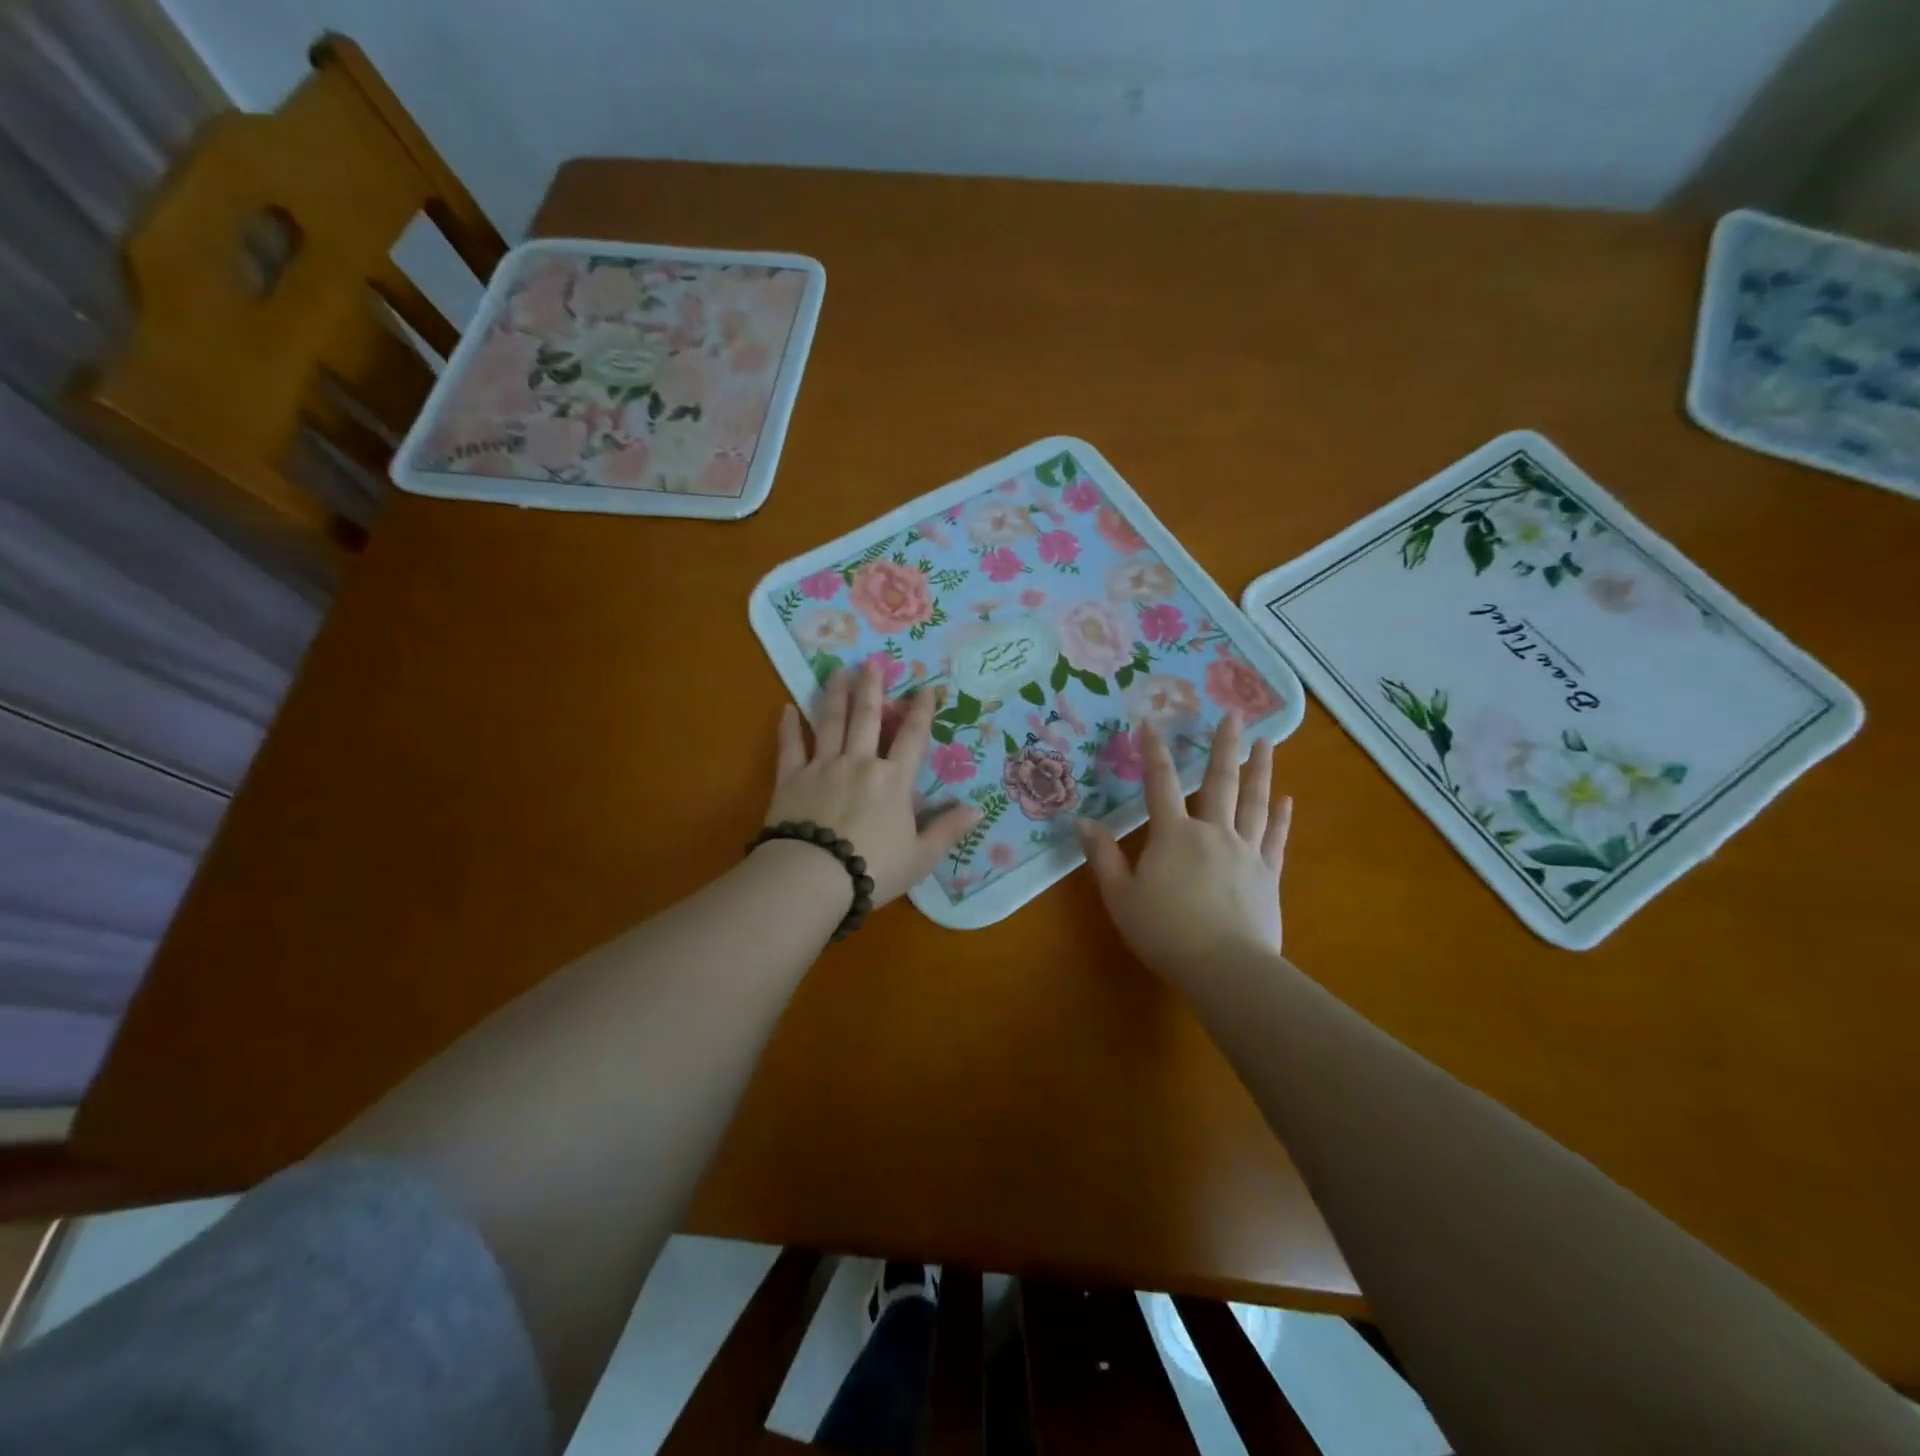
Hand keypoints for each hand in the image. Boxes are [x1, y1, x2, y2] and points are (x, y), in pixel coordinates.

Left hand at [765, 662, 980, 907]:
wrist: (813, 876)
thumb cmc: (874, 868)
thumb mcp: (921, 856)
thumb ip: (947, 830)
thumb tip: (978, 809)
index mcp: (893, 781)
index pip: (912, 738)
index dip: (921, 712)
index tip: (926, 688)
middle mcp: (860, 763)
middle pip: (867, 719)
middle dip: (872, 689)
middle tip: (872, 663)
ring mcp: (823, 767)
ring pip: (830, 722)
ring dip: (835, 695)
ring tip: (838, 672)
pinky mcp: (790, 779)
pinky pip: (790, 747)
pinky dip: (788, 727)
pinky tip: (786, 708)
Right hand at [1077, 715, 1292, 988]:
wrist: (1225, 967)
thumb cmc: (1165, 931)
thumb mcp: (1120, 896)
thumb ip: (1102, 856)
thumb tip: (1082, 822)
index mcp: (1173, 835)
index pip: (1161, 784)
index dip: (1154, 753)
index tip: (1151, 723)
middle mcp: (1212, 832)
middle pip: (1219, 781)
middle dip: (1224, 746)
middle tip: (1235, 714)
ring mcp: (1245, 851)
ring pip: (1254, 802)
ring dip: (1260, 770)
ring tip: (1268, 742)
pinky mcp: (1267, 874)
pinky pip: (1274, 838)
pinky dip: (1280, 817)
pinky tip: (1286, 799)